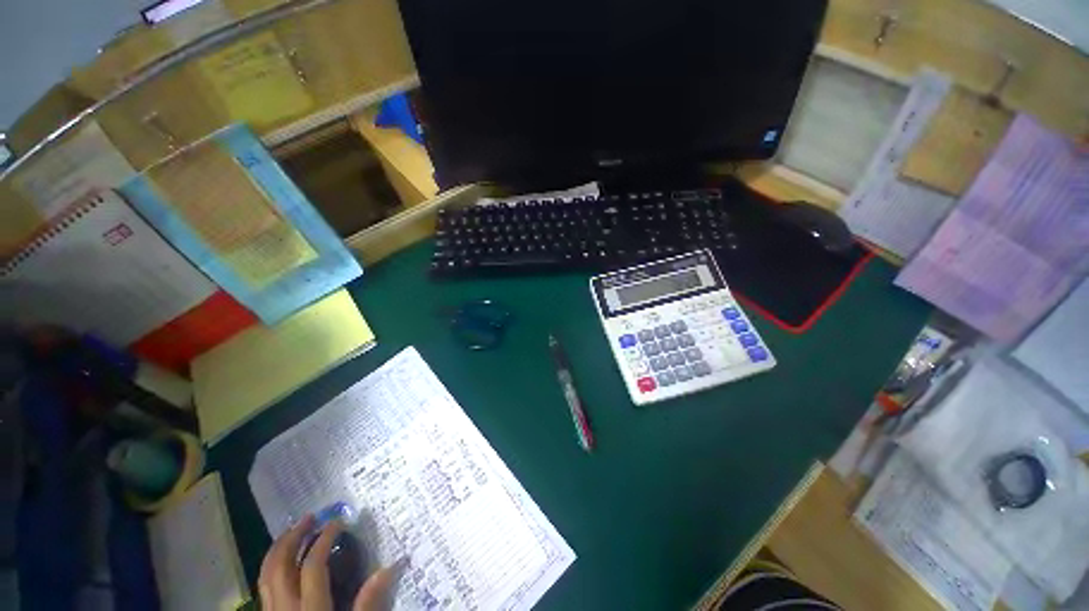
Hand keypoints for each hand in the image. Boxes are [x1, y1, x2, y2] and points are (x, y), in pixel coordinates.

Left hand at [259, 515, 398, 610]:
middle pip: (279, 566)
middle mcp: (285, 609)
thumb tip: (390, 567)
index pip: (312, 567)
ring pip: (265, 575)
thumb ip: (369, 604)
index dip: (323, 540)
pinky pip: (263, 587)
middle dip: (292, 538)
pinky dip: (272, 567)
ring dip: (278, 549)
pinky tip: (283, 562)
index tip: (337, 522)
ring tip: (293, 531)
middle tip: (310, 517)